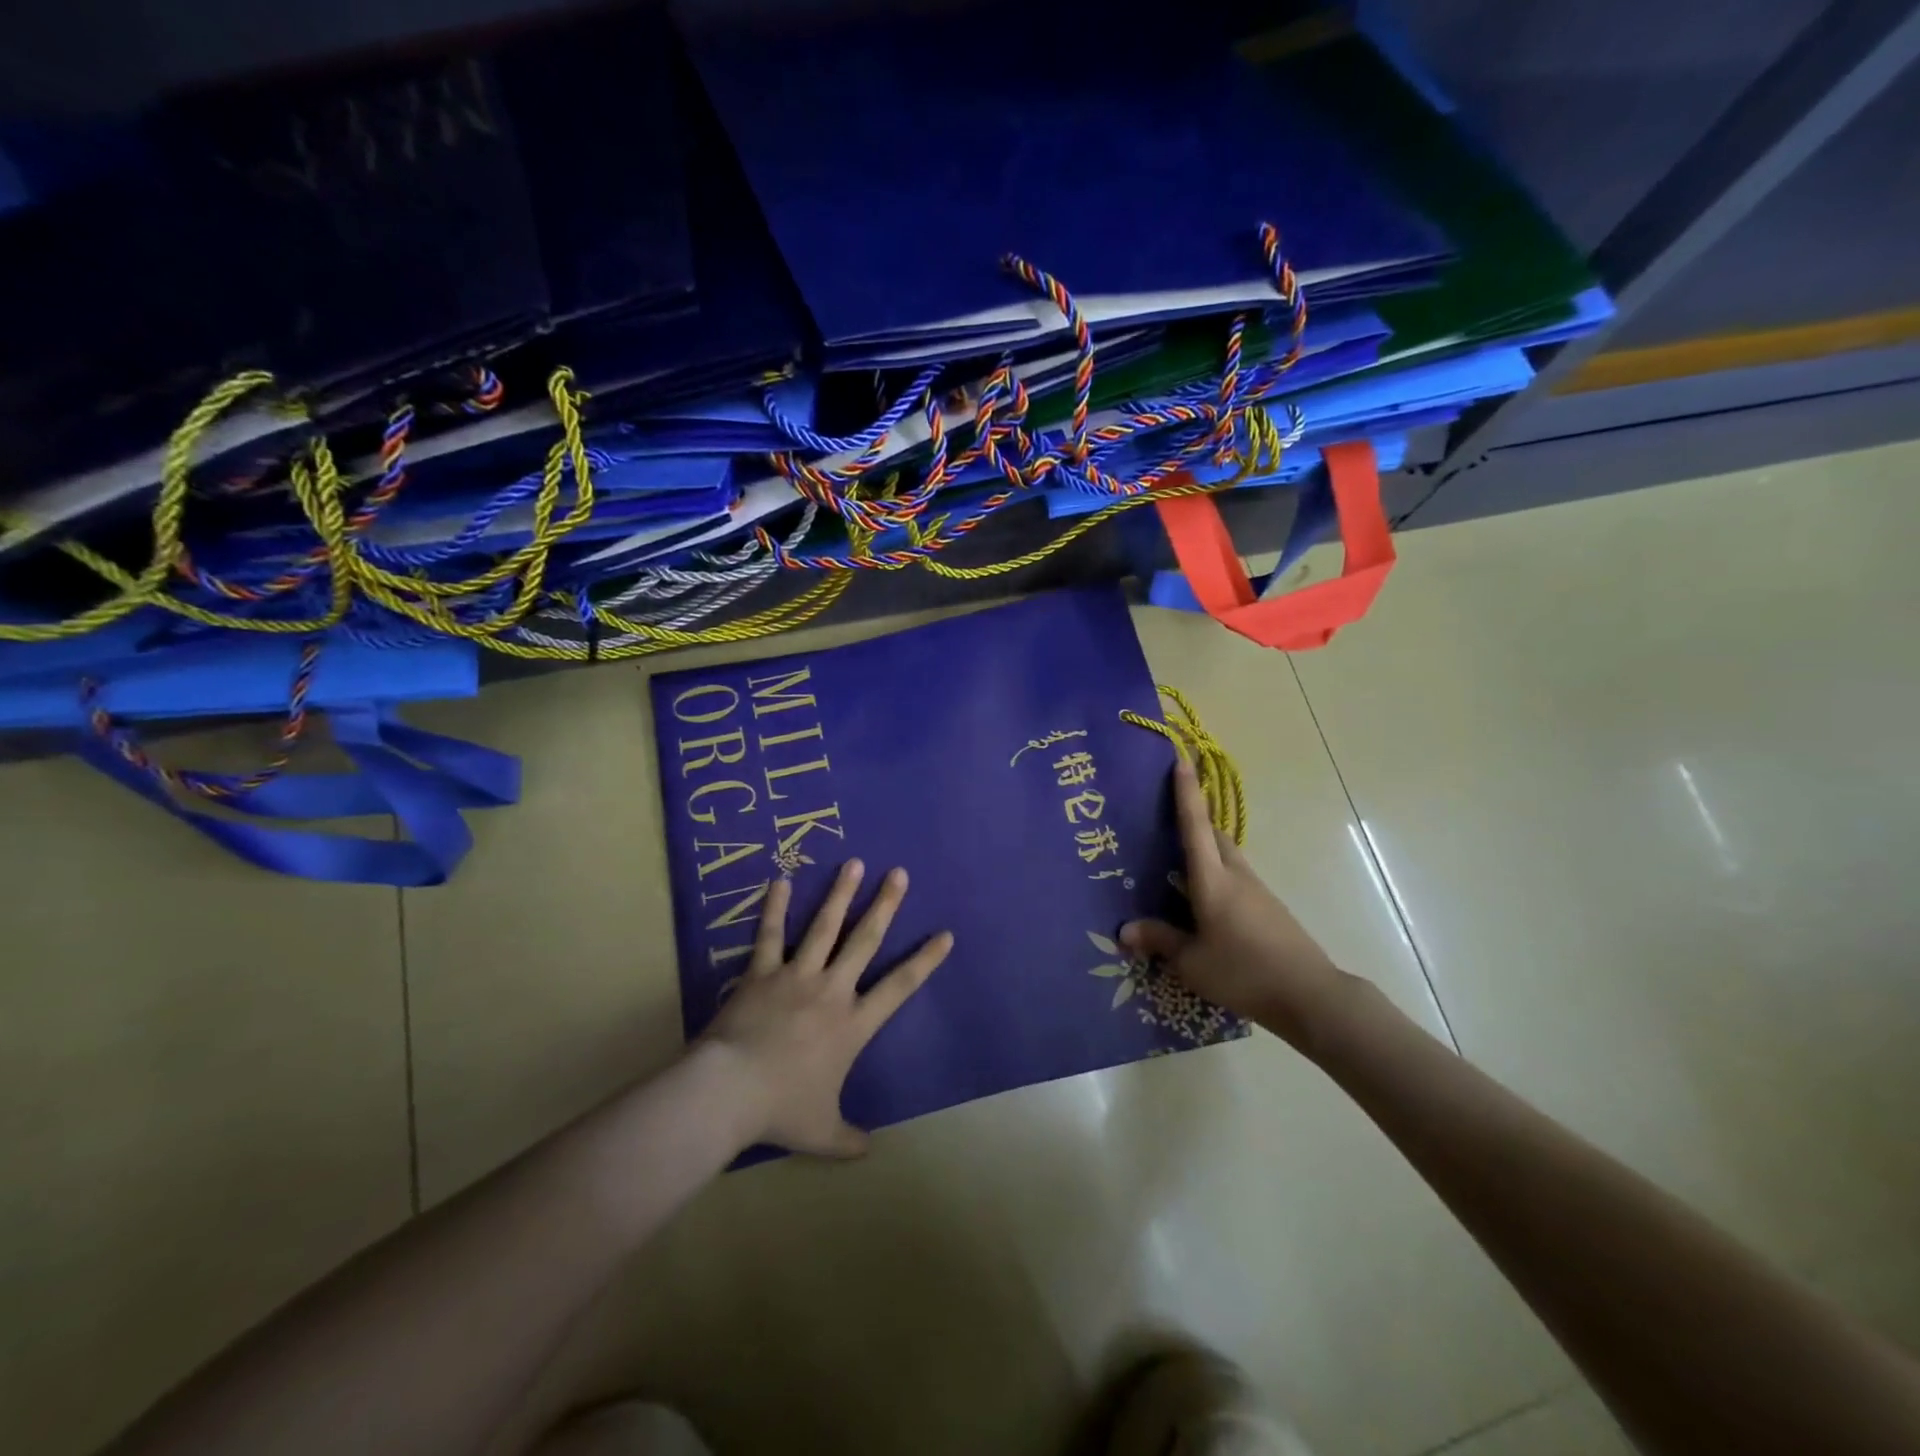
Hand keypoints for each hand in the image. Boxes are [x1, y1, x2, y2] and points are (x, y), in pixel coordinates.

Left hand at [700, 859, 952, 1157]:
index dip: (925, 961)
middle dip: (885, 905)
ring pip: (824, 927)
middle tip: (898, 874)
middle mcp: (831, 990)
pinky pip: (771, 935)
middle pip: (865, 940)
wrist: (730, 1092)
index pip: (900, 987)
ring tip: (855, 863)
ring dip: (841, 894)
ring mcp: (796, 976)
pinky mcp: (762, 973)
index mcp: (853, 1025)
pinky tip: (780, 881)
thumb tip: (868, 1150)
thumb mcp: (821, 1132)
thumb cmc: (781, 1109)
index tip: (944, 935)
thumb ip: (848, 1139)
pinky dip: (775, 908)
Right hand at [1121, 760, 1349, 1047]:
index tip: (1180, 759)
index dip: (1186, 792)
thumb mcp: (1192, 962)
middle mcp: (1236, 876)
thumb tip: (1124, 929)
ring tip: (1176, 859)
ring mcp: (1256, 891)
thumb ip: (1159, 941)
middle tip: (1165, 814)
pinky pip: (1234, 878)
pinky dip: (1215, 874)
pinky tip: (1201, 899)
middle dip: (1193, 818)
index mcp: (1214, 880)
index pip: (1195, 826)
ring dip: (1204, 848)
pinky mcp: (1268, 909)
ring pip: (1226, 856)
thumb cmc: (1244, 972)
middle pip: (1213, 835)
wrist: (1310, 995)